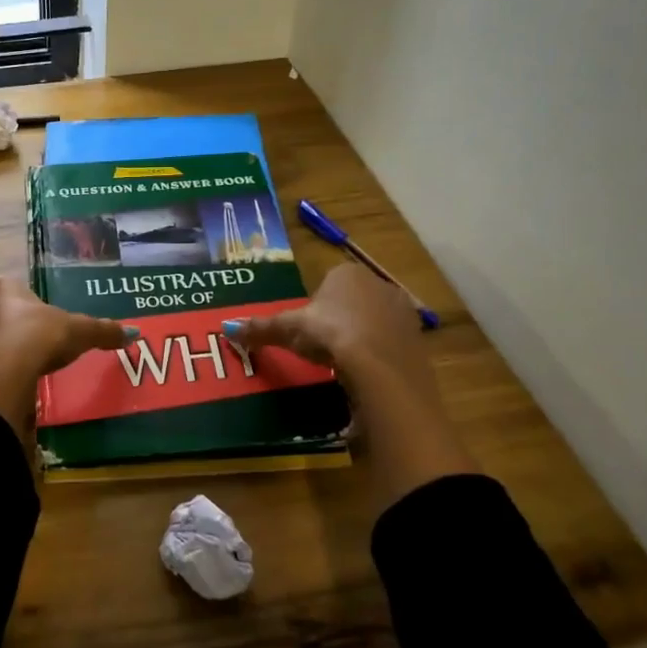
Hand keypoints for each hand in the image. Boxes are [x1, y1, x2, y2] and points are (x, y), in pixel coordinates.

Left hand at [0, 277, 135, 438]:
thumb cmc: (38, 340)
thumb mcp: (78, 332)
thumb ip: (103, 330)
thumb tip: (133, 332)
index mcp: (2, 286)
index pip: (21, 293)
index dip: (37, 311)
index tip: (51, 330)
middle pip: (2, 314)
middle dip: (18, 330)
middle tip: (40, 351)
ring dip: (2, 351)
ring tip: (25, 371)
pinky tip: (10, 385)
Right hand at [229, 263, 427, 382]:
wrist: (382, 370)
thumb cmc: (331, 336)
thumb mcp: (289, 331)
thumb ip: (261, 328)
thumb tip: (227, 328)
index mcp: (347, 273)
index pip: (327, 283)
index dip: (315, 307)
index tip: (307, 331)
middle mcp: (380, 284)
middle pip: (352, 301)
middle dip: (339, 320)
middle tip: (322, 348)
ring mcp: (403, 312)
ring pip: (374, 322)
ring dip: (360, 337)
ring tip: (343, 364)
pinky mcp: (419, 340)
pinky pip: (391, 344)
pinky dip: (379, 356)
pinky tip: (366, 374)